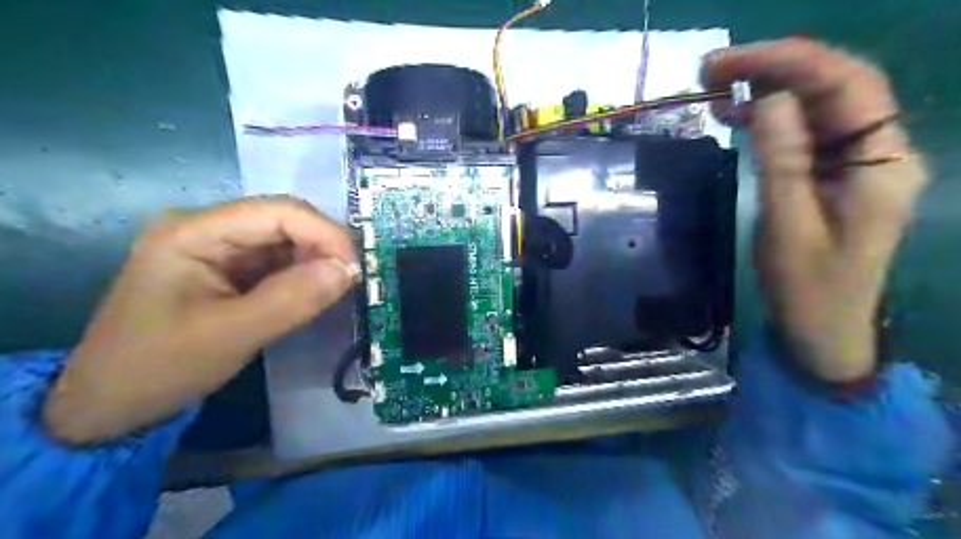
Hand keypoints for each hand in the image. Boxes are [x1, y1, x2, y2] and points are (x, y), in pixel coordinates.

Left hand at [44, 195, 360, 444]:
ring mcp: (217, 248)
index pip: (279, 211)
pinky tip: (312, 294)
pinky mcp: (228, 269)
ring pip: (286, 241)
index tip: (355, 270)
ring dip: (315, 262)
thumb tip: (348, 270)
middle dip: (323, 247)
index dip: (325, 233)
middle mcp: (208, 228)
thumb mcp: (230, 336)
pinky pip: (278, 262)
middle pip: (285, 220)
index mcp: (195, 231)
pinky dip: (302, 275)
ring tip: (334, 291)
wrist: (109, 404)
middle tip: (349, 282)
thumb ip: (292, 299)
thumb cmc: (158, 367)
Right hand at [703, 40, 926, 380]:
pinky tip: (737, 117)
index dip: (787, 61)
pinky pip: (805, 131)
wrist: (822, 328)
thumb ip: (783, 160)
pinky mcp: (834, 173)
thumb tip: (769, 99)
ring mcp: (857, 161)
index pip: (845, 84)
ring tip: (716, 91)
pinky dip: (770, 118)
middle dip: (773, 67)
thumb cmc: (806, 286)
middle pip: (834, 85)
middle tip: (711, 71)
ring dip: (769, 89)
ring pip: (818, 104)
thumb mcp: (787, 225)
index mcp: (881, 162)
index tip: (728, 62)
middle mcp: (879, 150)